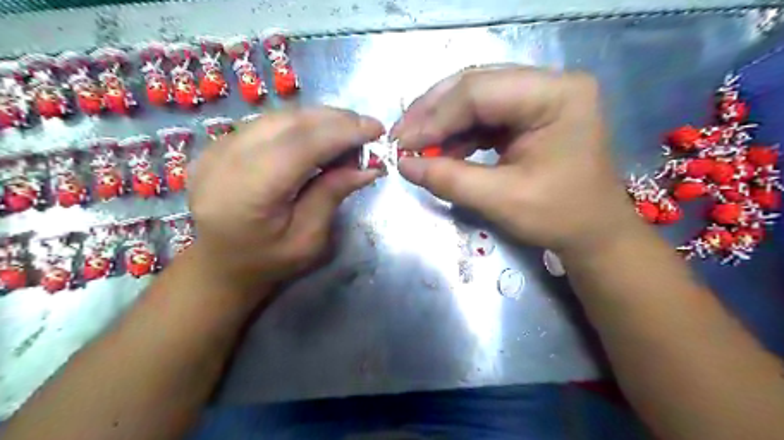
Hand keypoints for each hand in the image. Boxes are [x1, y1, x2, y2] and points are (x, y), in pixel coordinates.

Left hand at [188, 107, 385, 287]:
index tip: (376, 129)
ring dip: (320, 119)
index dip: (341, 132)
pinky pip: (268, 123)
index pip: (300, 145)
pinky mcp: (219, 144)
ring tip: (349, 132)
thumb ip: (332, 195)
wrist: (218, 264)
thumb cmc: (267, 261)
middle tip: (367, 129)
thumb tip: (369, 166)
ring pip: (279, 117)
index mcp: (247, 192)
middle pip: (289, 122)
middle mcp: (225, 160)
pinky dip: (301, 124)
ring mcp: (217, 148)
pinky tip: (321, 135)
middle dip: (335, 120)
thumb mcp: (308, 239)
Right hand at [392, 67, 641, 255]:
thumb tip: (403, 164)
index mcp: (556, 95)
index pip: (479, 92)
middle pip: (475, 86)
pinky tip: (440, 151)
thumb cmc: (560, 217)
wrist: (593, 233)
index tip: (401, 142)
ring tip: (416, 147)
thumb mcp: (502, 200)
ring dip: (442, 124)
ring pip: (474, 99)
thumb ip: (449, 179)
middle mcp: (549, 84)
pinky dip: (457, 134)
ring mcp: (539, 98)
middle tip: (401, 138)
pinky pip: (483, 116)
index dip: (434, 117)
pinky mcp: (528, 115)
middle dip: (433, 114)